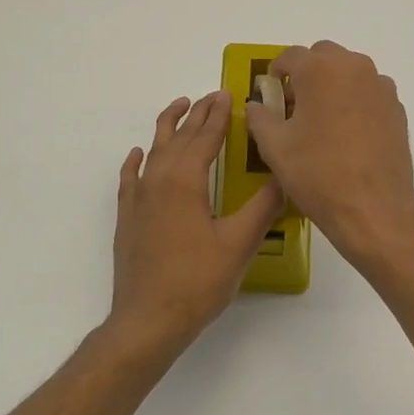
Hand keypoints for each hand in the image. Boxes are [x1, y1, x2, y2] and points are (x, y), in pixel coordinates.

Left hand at [109, 91, 284, 353]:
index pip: (205, 136)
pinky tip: (137, 154)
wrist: (147, 320)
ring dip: (168, 127)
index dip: (219, 115)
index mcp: (185, 180)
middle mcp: (158, 179)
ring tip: (179, 107)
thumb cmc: (197, 281)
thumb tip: (286, 176)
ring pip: (153, 150)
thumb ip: (263, 206)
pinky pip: (130, 177)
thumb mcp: (239, 243)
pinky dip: (136, 161)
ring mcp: (138, 198)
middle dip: (197, 114)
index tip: (229, 94)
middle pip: (179, 137)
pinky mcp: (127, 217)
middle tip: (212, 96)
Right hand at [245, 41, 413, 269]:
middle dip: (307, 74)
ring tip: (323, 121)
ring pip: (349, 72)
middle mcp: (353, 67)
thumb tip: (257, 105)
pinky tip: (348, 134)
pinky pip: (369, 93)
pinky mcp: (397, 108)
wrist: (372, 208)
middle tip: (295, 106)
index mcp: (319, 70)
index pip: (290, 56)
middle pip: (323, 57)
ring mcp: (380, 86)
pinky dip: (355, 102)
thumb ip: (260, 117)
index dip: (275, 73)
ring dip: (333, 85)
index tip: (270, 95)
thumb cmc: (317, 173)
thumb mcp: (274, 146)